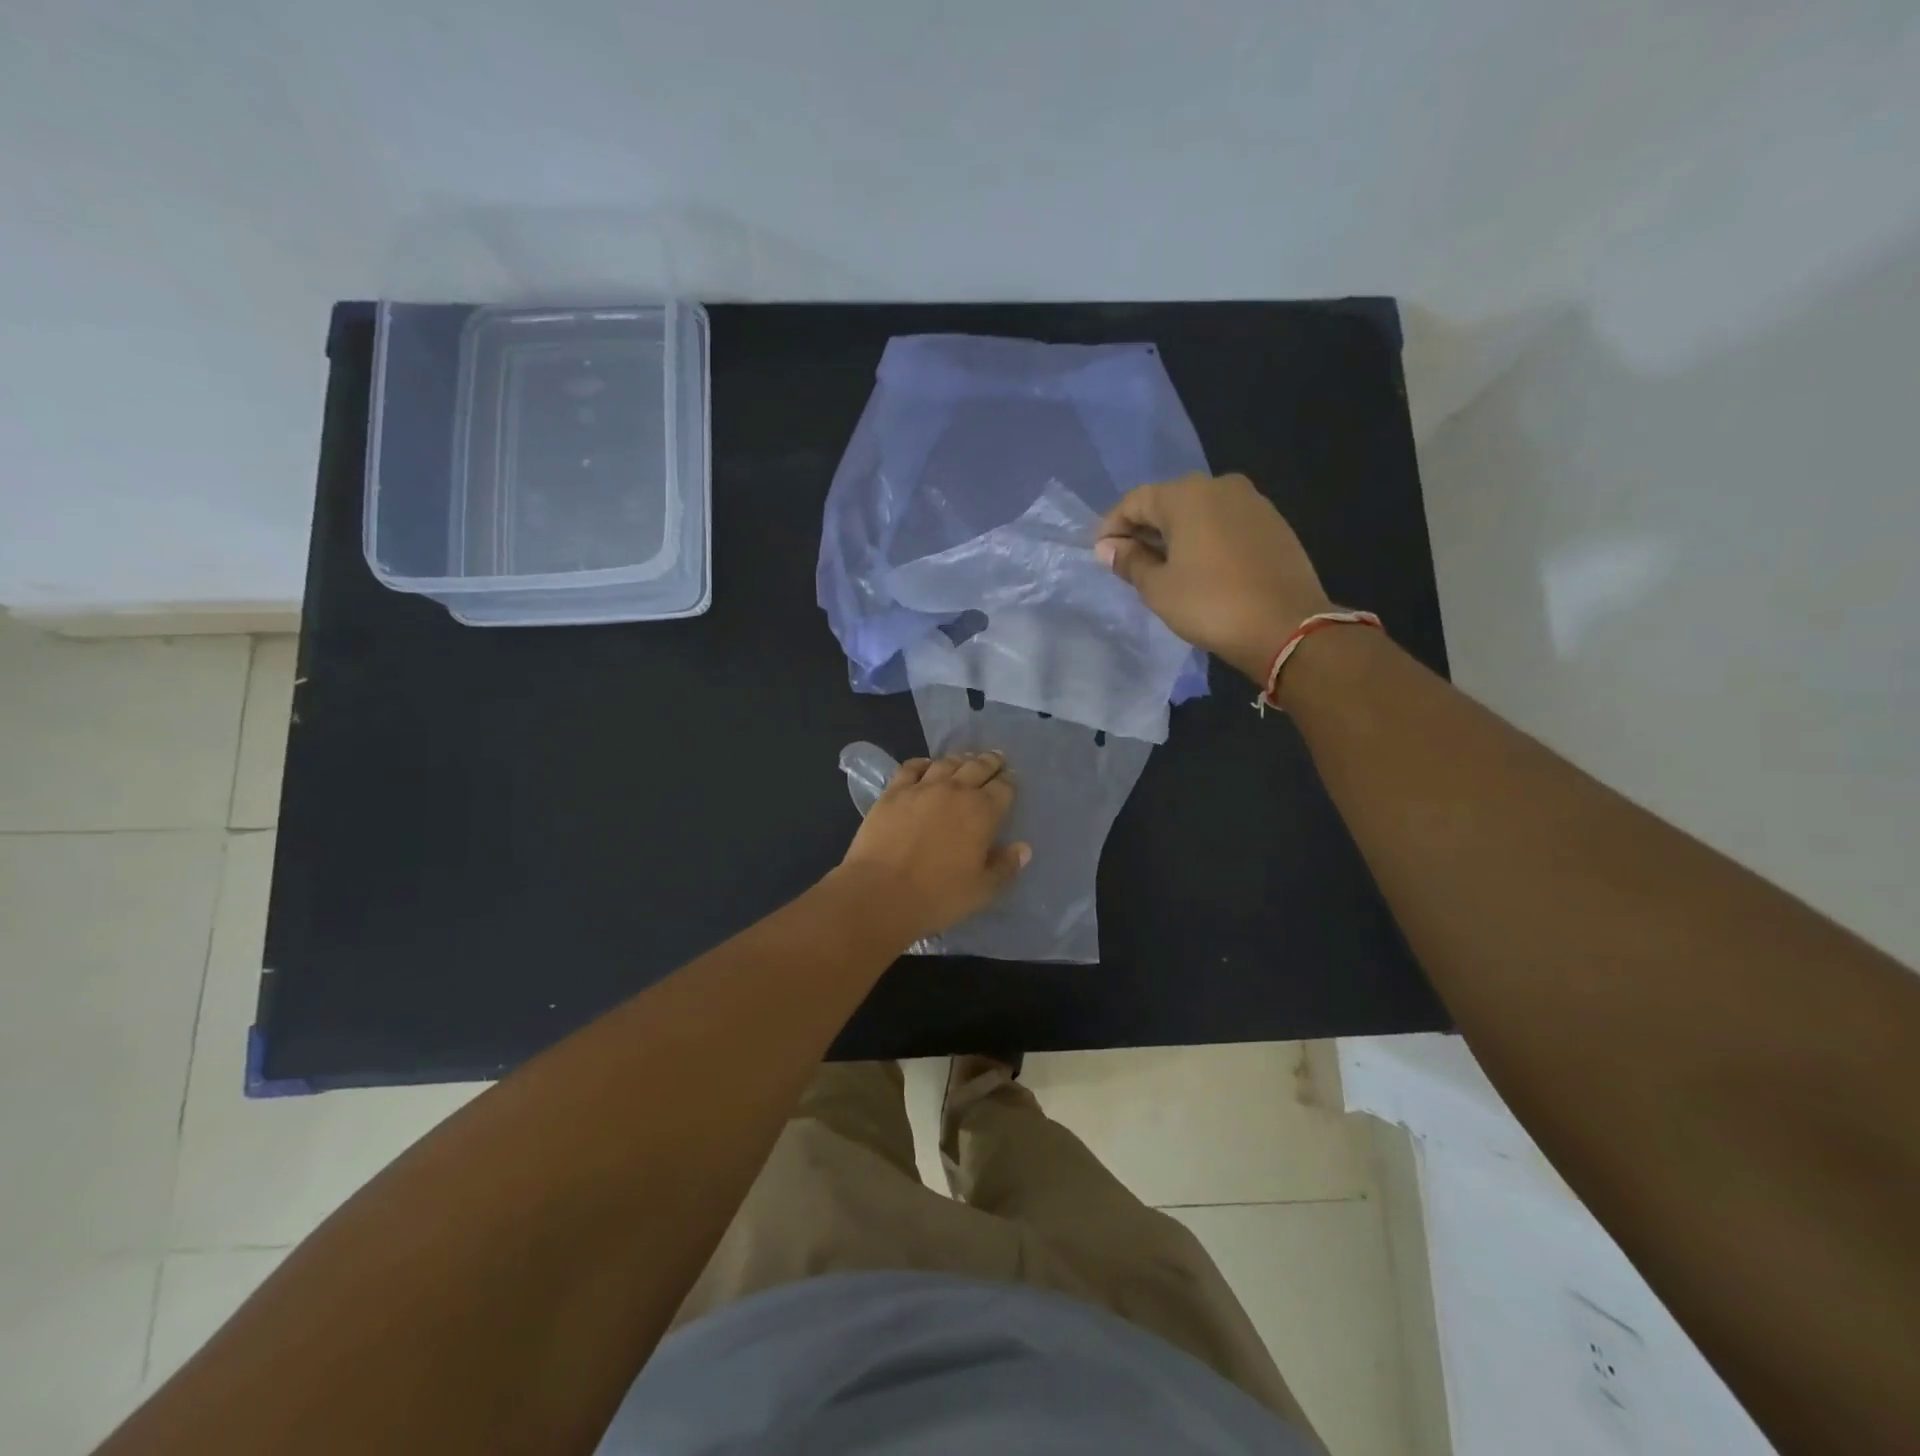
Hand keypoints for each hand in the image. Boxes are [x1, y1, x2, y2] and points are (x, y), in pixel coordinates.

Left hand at [837, 752, 1029, 940]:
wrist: (881, 892)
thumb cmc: (938, 896)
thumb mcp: (982, 890)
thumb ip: (1005, 866)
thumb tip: (1023, 848)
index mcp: (983, 812)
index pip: (1004, 787)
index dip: (1010, 782)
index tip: (1011, 779)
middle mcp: (955, 791)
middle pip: (977, 767)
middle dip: (990, 762)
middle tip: (995, 758)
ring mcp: (922, 788)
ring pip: (946, 763)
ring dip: (960, 759)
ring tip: (965, 758)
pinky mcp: (893, 792)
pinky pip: (911, 768)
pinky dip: (923, 763)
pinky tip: (926, 765)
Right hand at [1096, 473, 1332, 681]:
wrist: (1287, 627)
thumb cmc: (1211, 604)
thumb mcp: (1158, 588)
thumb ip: (1130, 562)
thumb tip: (1108, 548)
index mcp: (1186, 495)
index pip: (1135, 501)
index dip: (1112, 526)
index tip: (1100, 553)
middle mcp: (1220, 486)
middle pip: (1168, 501)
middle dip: (1143, 529)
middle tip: (1127, 562)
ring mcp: (1252, 502)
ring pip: (1198, 511)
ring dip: (1175, 534)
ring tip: (1162, 567)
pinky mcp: (1272, 522)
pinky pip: (1224, 523)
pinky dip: (1204, 538)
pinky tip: (1199, 567)